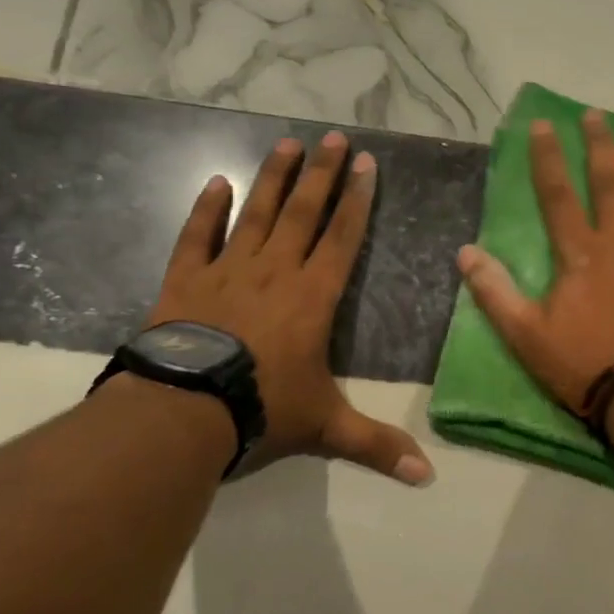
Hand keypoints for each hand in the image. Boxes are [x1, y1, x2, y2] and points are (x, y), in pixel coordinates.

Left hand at [148, 130, 433, 484]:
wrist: (184, 411)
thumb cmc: (263, 409)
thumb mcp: (326, 428)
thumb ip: (377, 446)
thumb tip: (429, 476)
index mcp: (314, 297)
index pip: (343, 238)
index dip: (357, 200)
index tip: (366, 164)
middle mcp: (276, 272)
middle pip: (303, 213)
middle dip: (322, 174)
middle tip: (333, 137)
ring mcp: (228, 272)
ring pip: (256, 215)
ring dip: (273, 178)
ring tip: (287, 143)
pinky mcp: (186, 281)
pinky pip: (197, 238)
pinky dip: (206, 210)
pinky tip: (215, 181)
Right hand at [456, 111, 613, 414]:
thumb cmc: (587, 366)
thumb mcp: (527, 336)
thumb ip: (495, 292)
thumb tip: (465, 253)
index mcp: (581, 253)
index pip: (557, 193)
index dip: (547, 157)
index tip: (543, 124)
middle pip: (609, 180)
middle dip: (600, 143)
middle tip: (596, 114)